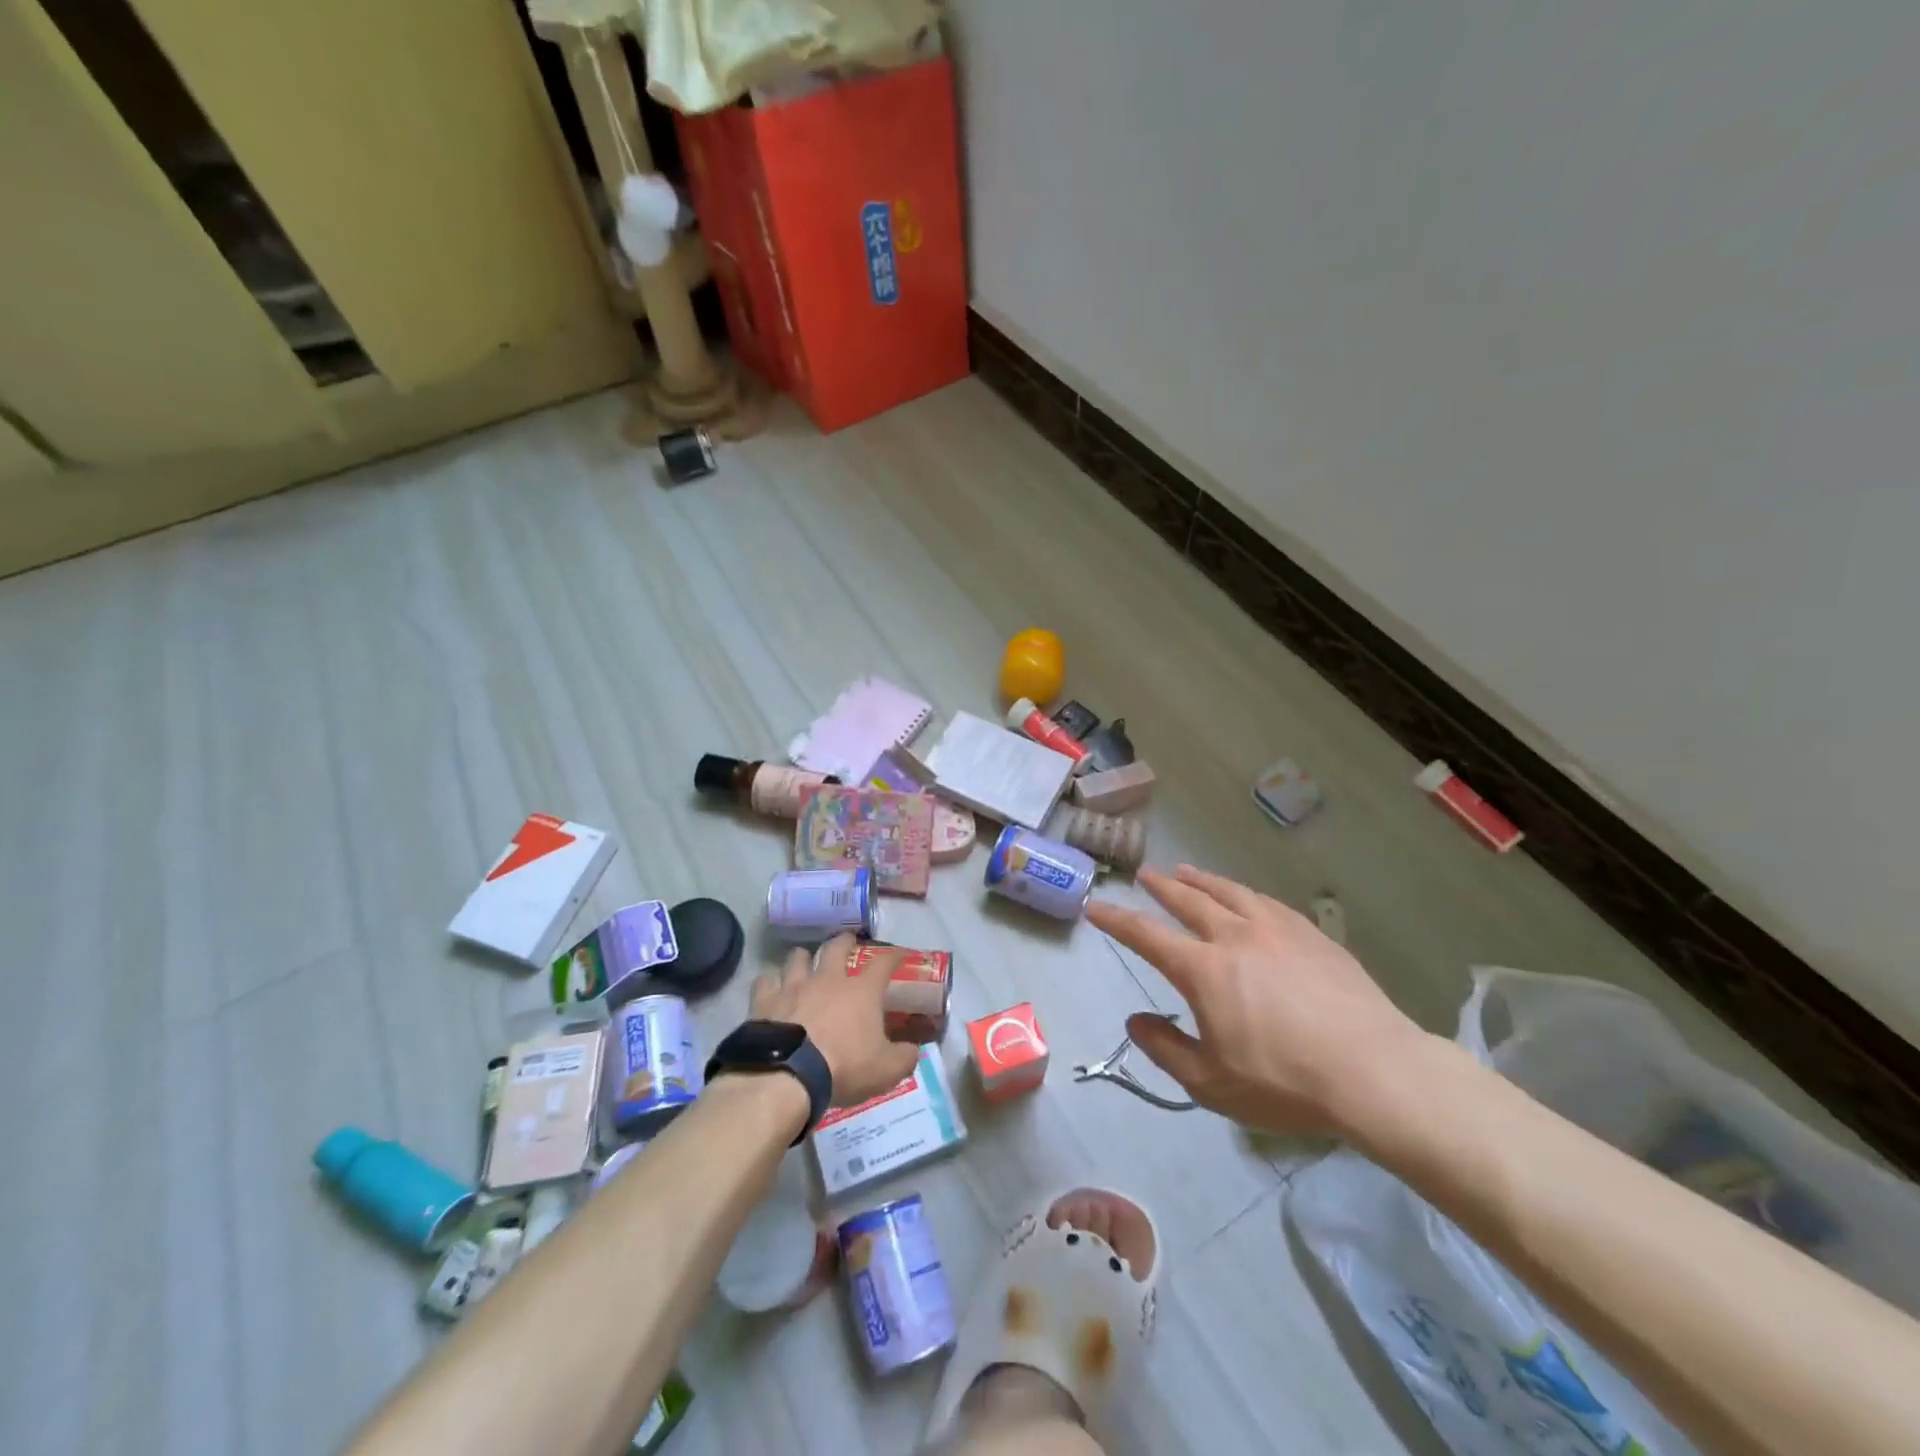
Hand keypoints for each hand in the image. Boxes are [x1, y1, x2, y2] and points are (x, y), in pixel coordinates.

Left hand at [748, 935, 917, 1106]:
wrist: (787, 1076)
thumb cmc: (843, 1067)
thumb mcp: (886, 1070)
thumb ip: (905, 1057)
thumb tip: (914, 1049)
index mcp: (861, 991)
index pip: (883, 963)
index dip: (893, 956)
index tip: (898, 954)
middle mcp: (828, 979)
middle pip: (836, 947)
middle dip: (844, 941)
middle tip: (847, 941)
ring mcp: (793, 986)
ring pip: (798, 958)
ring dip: (804, 957)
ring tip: (805, 960)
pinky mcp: (764, 1001)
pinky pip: (766, 981)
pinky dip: (770, 982)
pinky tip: (771, 987)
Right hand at [1087, 865, 1438, 1135]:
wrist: (1374, 1073)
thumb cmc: (1284, 1082)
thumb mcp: (1210, 1083)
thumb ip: (1165, 1049)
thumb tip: (1135, 1022)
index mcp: (1204, 970)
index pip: (1147, 936)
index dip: (1118, 920)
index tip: (1096, 906)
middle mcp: (1235, 937)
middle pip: (1190, 901)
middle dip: (1162, 887)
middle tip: (1146, 874)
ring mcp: (1278, 931)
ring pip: (1230, 893)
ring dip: (1202, 880)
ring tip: (1186, 871)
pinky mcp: (1313, 936)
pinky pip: (1268, 903)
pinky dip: (1245, 894)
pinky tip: (1247, 897)